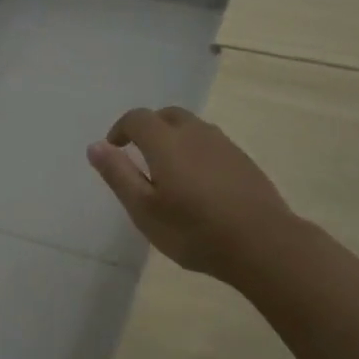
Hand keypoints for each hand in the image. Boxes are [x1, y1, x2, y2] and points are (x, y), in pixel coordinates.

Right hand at [88, 106, 297, 285]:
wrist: (263, 243)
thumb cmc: (194, 230)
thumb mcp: (144, 209)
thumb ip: (118, 174)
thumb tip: (95, 145)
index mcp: (165, 141)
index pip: (137, 118)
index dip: (120, 129)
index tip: (114, 149)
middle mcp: (195, 133)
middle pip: (166, 115)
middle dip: (148, 128)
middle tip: (139, 155)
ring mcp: (224, 144)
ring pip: (192, 127)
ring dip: (173, 137)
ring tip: (167, 170)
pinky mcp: (243, 160)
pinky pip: (211, 143)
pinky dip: (195, 151)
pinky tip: (198, 183)